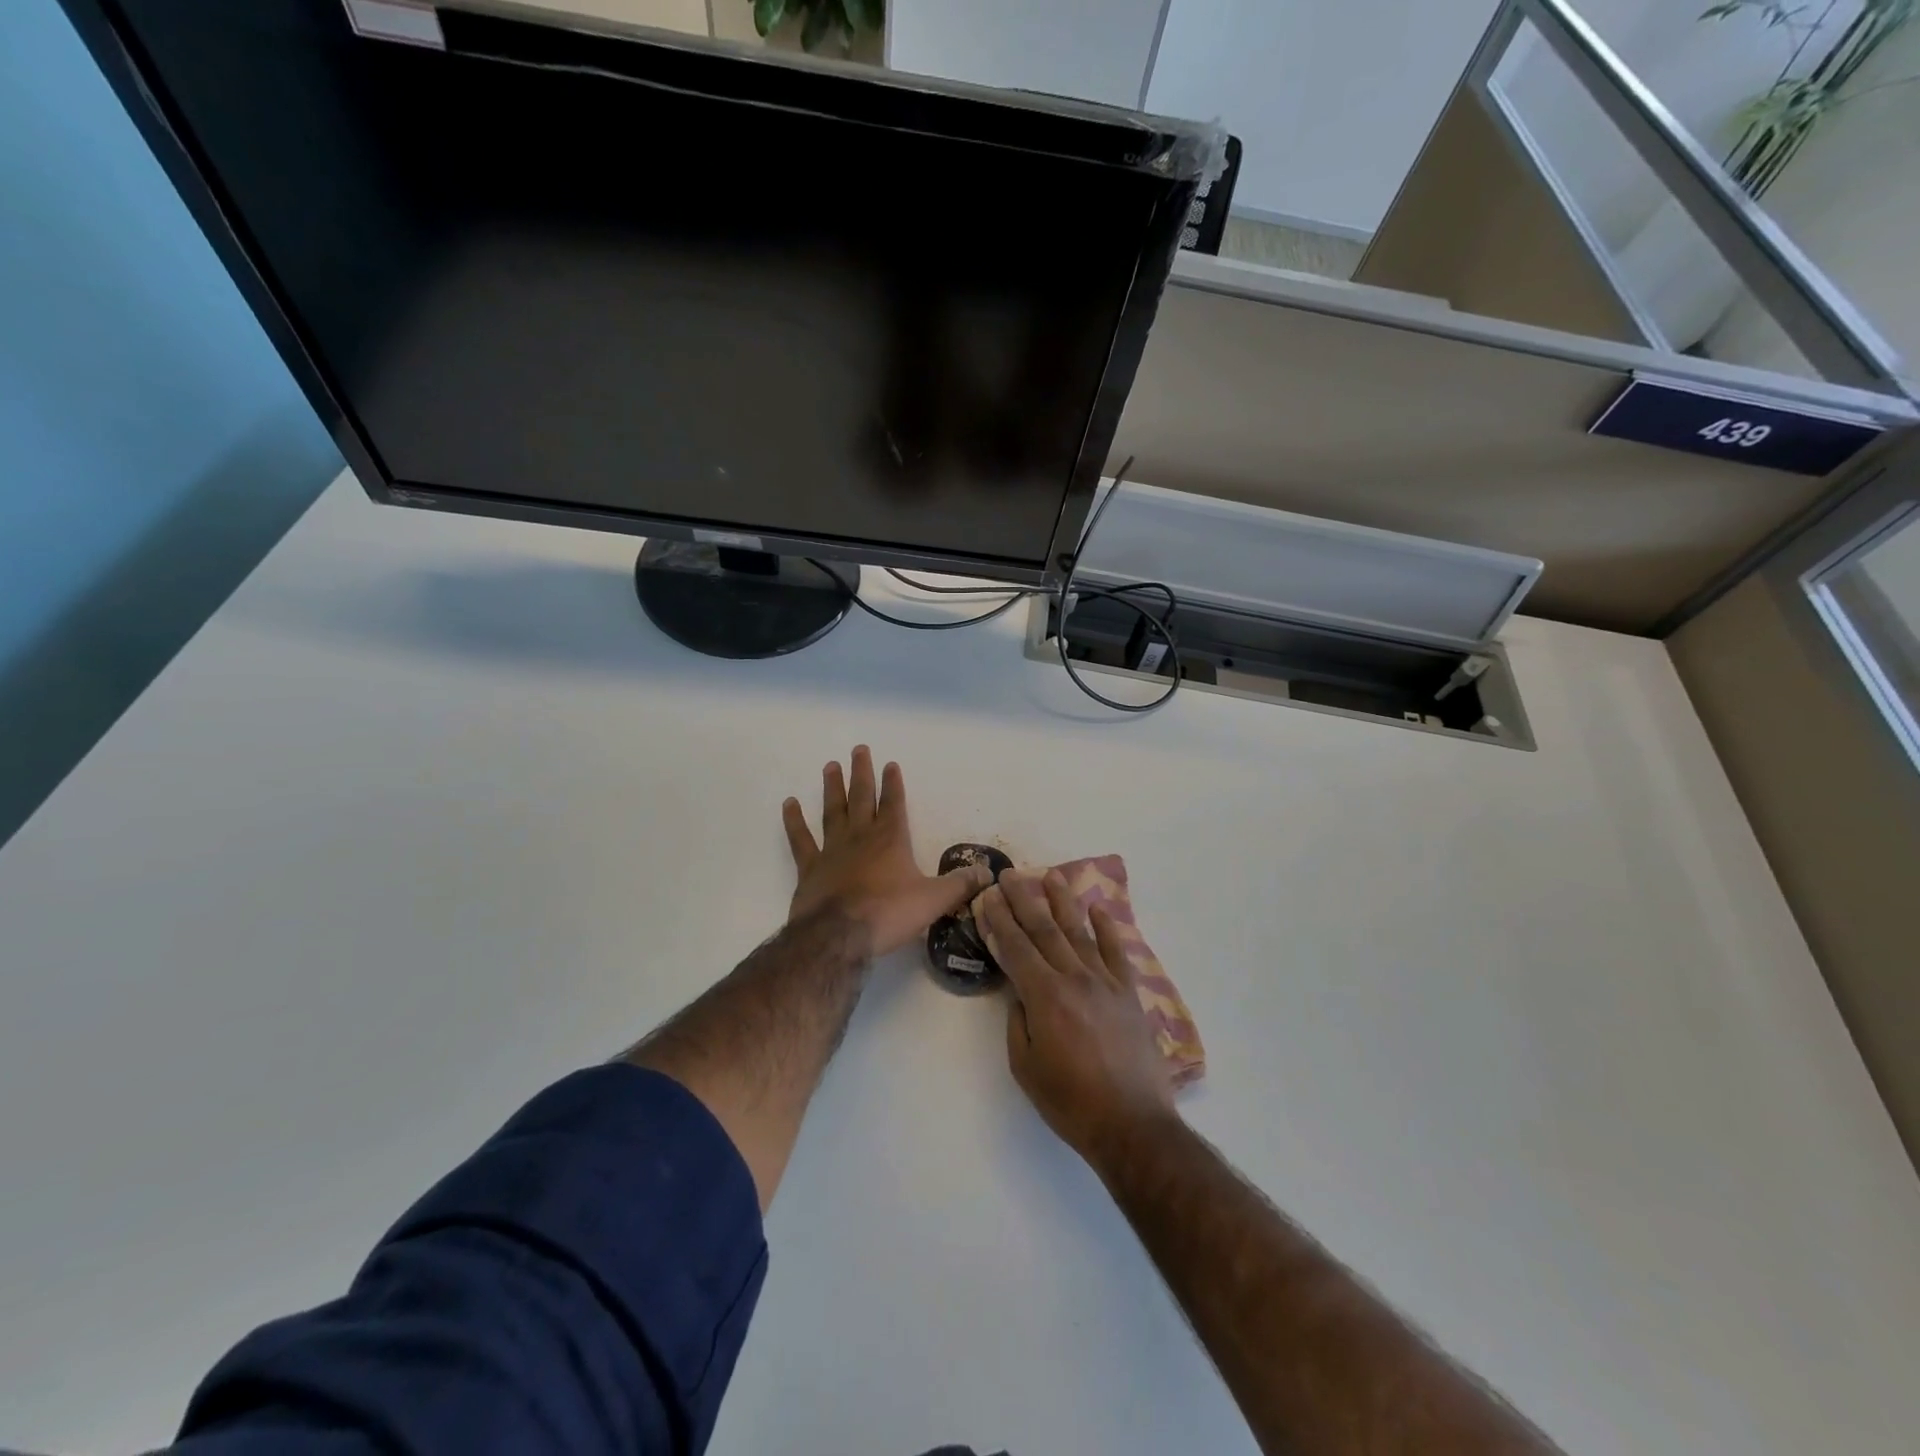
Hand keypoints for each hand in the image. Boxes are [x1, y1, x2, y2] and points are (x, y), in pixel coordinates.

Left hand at [782, 746, 989, 957]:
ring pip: (832, 811)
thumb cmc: (889, 914)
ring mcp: (832, 850)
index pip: (894, 803)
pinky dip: (794, 821)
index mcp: (891, 840)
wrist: (839, 936)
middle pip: (862, 798)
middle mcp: (861, 837)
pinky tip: (789, 804)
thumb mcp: (934, 900)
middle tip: (858, 749)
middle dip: (862, 773)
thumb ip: (960, 884)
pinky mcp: (809, 869)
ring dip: (832, 788)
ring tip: (830, 766)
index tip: (890, 763)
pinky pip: (800, 840)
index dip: (893, 783)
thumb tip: (988, 874)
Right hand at [977, 868, 1176, 1167]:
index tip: (987, 896)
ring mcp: (1106, 982)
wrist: (1132, 1124)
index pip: (1015, 948)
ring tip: (1051, 875)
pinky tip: (1099, 909)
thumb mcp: (1026, 1067)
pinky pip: (1117, 951)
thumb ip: (1019, 1022)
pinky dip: (1108, 928)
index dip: (998, 920)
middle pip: (1044, 930)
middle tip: (1009, 874)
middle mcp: (1075, 978)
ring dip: (1063, 901)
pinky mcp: (1130, 993)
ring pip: (1080, 932)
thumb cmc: (1070, 1102)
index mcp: (1045, 997)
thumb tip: (1019, 993)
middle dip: (1023, 900)